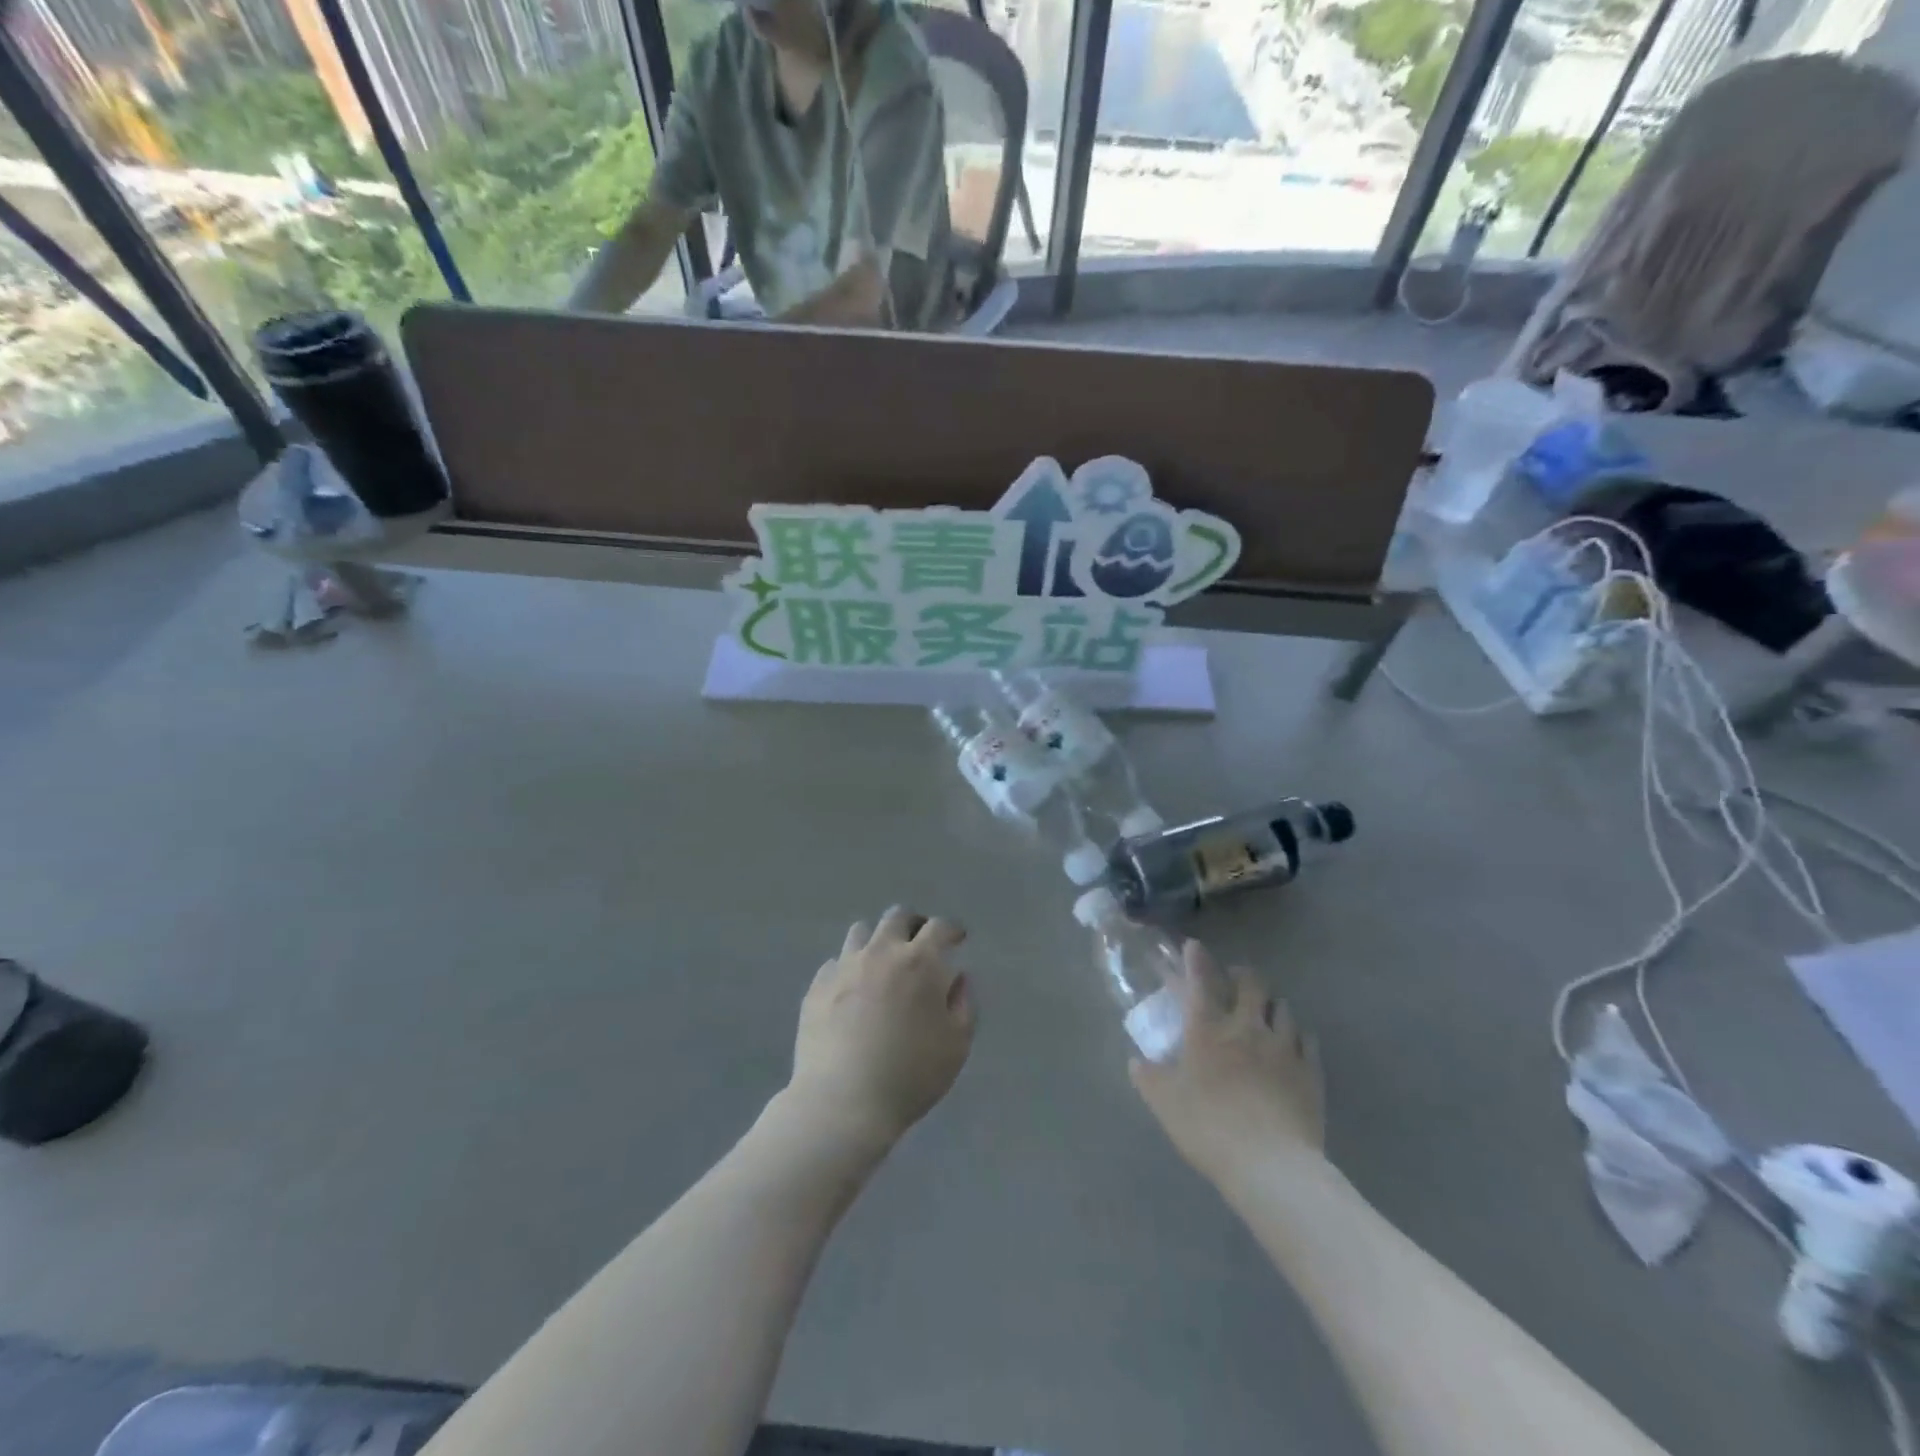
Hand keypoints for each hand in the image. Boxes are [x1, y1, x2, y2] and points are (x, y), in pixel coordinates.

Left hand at [788, 907, 975, 1148]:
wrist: (843, 1102)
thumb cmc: (910, 1075)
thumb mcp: (956, 1045)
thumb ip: (963, 1004)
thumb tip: (957, 978)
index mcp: (919, 962)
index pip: (939, 927)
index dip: (951, 929)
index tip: (957, 938)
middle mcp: (881, 952)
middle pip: (897, 917)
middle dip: (913, 924)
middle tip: (920, 942)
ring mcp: (844, 966)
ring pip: (861, 932)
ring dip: (877, 940)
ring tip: (882, 963)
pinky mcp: (817, 986)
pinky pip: (836, 963)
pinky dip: (849, 968)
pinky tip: (852, 991)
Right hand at [1130, 941, 1323, 1187]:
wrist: (1271, 1166)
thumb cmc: (1209, 1127)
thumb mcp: (1164, 1103)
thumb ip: (1148, 1077)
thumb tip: (1136, 1061)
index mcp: (1208, 1029)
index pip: (1200, 980)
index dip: (1196, 959)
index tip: (1193, 946)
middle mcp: (1247, 1027)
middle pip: (1252, 983)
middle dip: (1242, 974)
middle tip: (1234, 979)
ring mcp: (1283, 1047)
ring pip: (1283, 1007)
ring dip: (1271, 1003)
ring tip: (1264, 1010)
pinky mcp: (1310, 1071)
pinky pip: (1307, 1039)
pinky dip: (1297, 1034)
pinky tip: (1291, 1042)